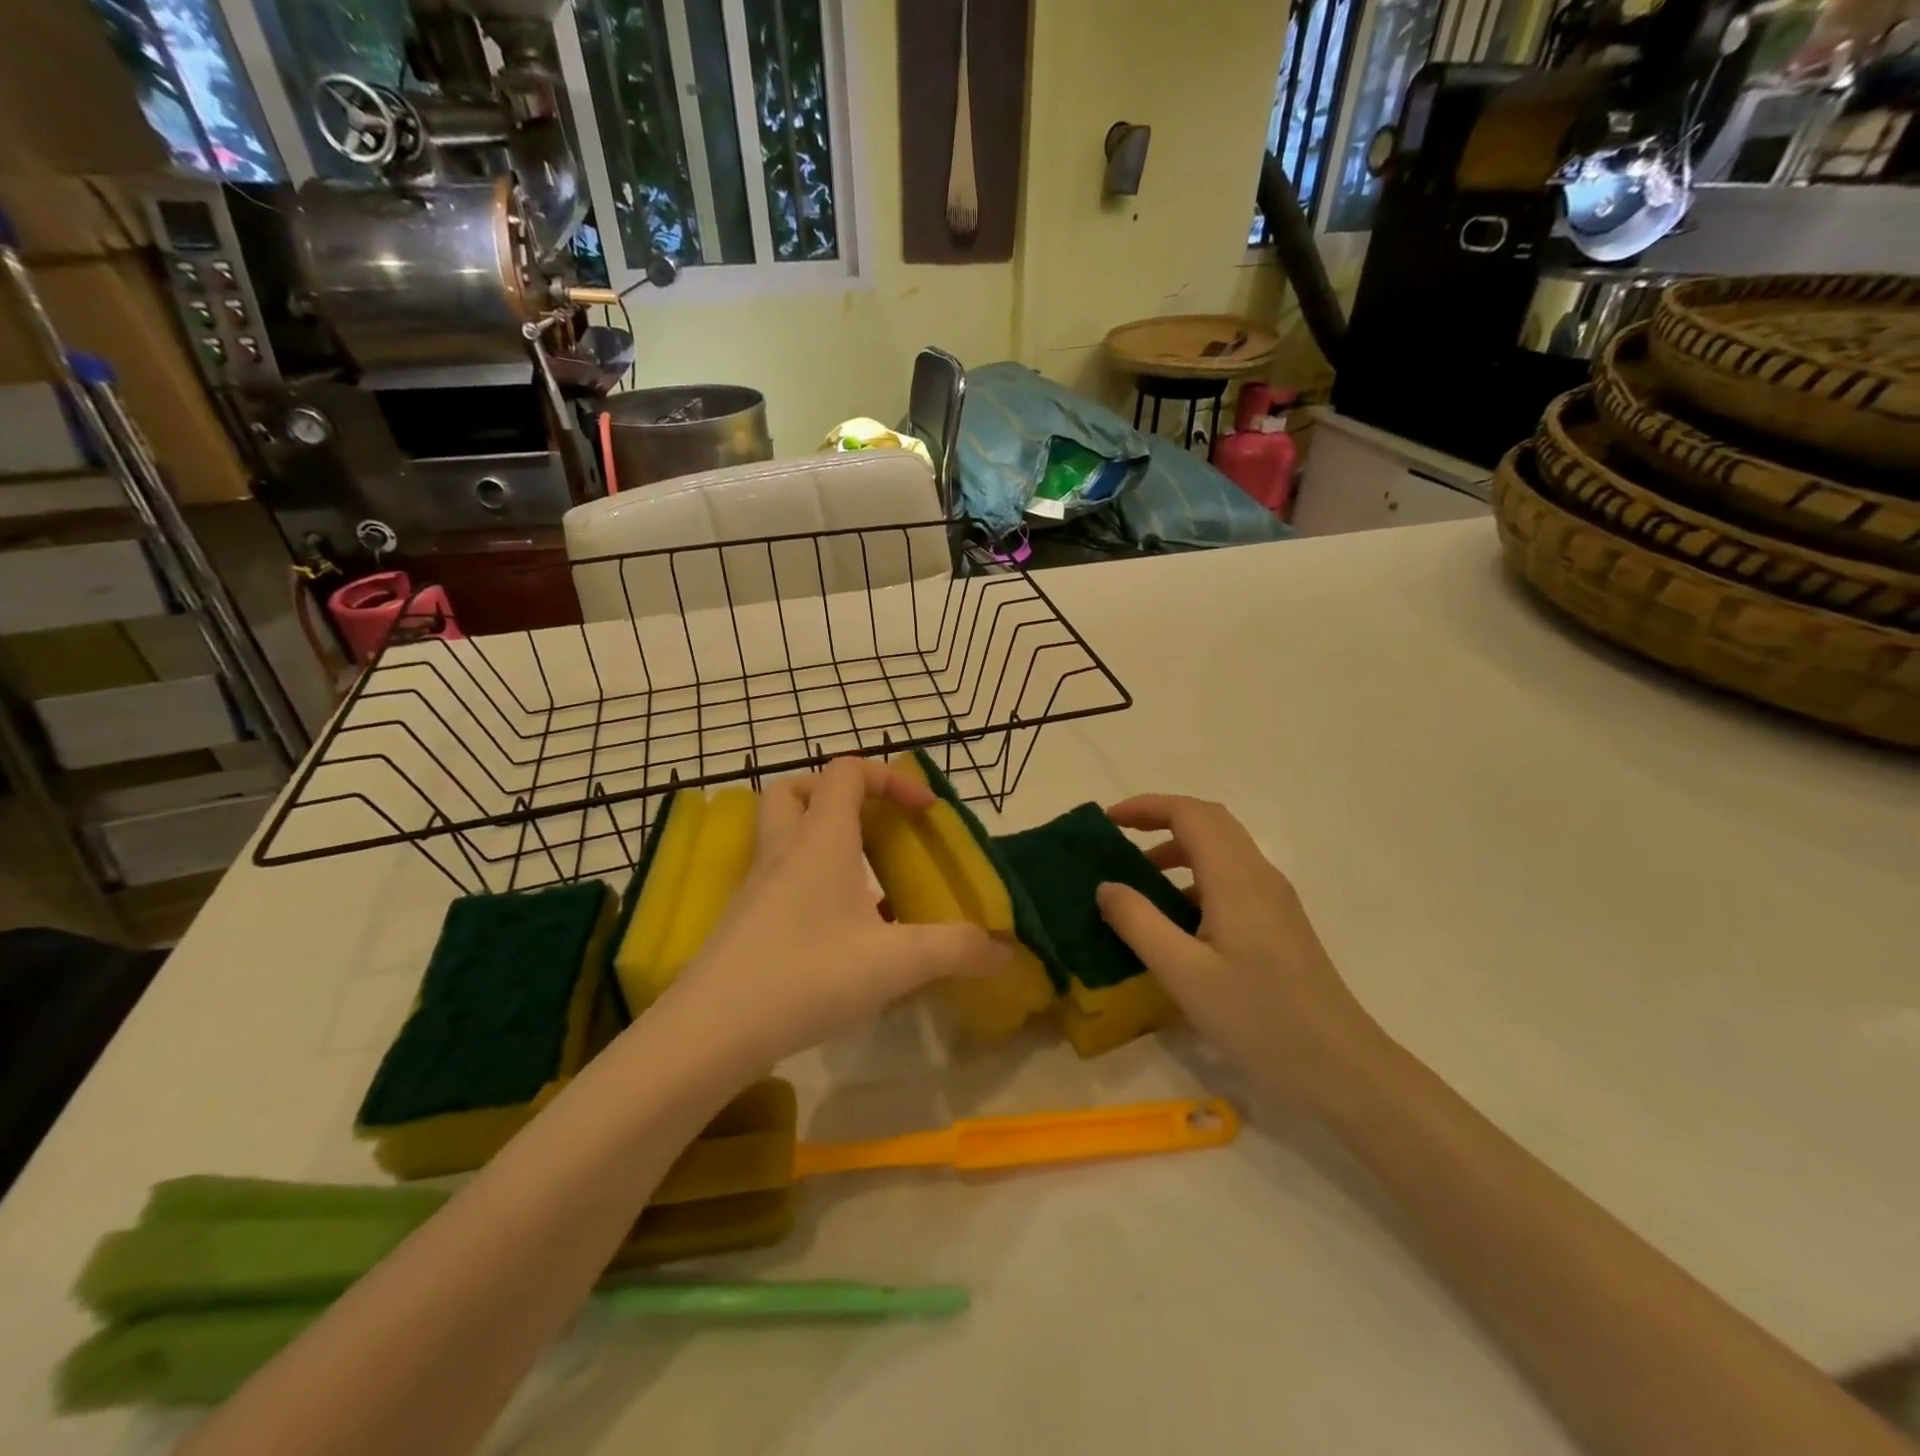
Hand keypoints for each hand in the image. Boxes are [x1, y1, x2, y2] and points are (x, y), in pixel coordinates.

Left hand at [661, 757, 1009, 1073]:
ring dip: (820, 837)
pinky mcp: (743, 918)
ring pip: (781, 832)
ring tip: (862, 879)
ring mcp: (756, 883)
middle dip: (838, 795)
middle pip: (798, 789)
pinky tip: (836, 928)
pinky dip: (807, 880)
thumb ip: (955, 950)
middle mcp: (784, 849)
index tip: (923, 813)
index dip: (890, 777)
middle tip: (873, 827)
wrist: (711, 1031)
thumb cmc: (806, 976)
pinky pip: (777, 875)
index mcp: (821, 839)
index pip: (848, 771)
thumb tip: (1005, 950)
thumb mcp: (895, 963)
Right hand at [1096, 795, 1383, 1109]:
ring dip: (1179, 848)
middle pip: (1210, 821)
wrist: (1342, 1067)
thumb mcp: (1184, 974)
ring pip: (1223, 849)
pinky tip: (1178, 918)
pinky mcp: (1280, 923)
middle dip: (1161, 818)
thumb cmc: (1260, 1019)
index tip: (1108, 821)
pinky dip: (1197, 876)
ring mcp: (1275, 899)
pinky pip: (1233, 877)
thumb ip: (1139, 923)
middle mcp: (1259, 876)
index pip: (1190, 814)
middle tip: (1119, 839)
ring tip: (1140, 880)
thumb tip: (1106, 886)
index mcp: (1236, 879)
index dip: (1146, 806)